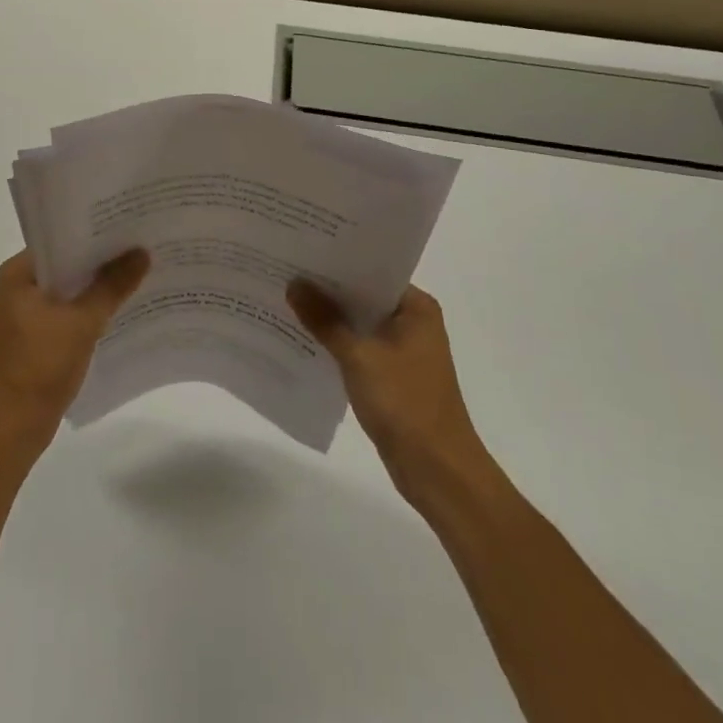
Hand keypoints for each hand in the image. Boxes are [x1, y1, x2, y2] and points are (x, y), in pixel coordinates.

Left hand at [0, 248, 149, 458]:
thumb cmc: (41, 367)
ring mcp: (25, 313)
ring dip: (97, 284)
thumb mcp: (82, 322)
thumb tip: (141, 252)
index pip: (59, 239)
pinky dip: (90, 307)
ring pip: (68, 287)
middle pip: (65, 262)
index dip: (92, 231)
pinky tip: (120, 306)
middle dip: (99, 258)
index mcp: (17, 273)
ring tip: (137, 269)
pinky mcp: (36, 335)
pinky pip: (67, 309)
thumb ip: (112, 285)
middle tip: (140, 243)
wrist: (14, 429)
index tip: (126, 222)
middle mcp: (17, 286)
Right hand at [287, 280, 492, 500]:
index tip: (300, 250)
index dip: (336, 261)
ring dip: (328, 318)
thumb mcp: (358, 356)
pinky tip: (302, 338)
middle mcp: (412, 322)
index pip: (370, 271)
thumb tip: (293, 283)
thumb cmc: (405, 403)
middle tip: (283, 270)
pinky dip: (335, 343)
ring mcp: (403, 350)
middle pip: (362, 296)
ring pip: (357, 323)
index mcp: (415, 307)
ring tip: (284, 298)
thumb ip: (324, 319)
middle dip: (326, 289)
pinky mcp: (391, 375)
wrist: (438, 472)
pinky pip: (357, 347)